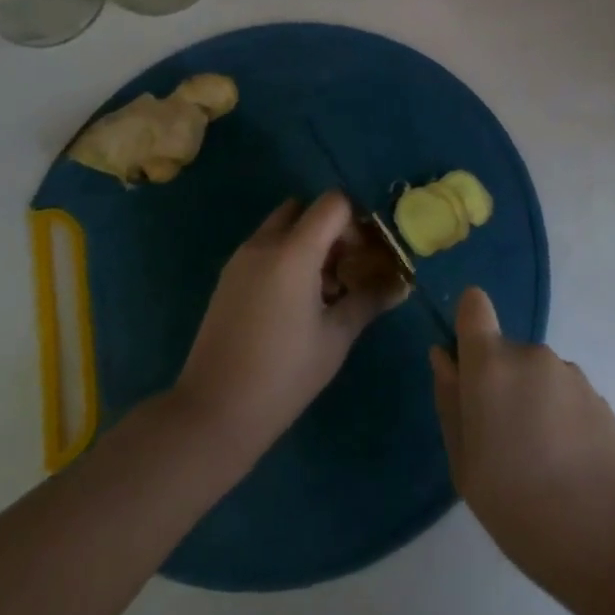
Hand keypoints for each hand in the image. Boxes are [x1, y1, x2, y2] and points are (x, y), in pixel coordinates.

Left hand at [175, 193, 405, 455]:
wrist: (214, 412)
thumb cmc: (284, 373)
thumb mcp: (336, 337)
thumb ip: (369, 300)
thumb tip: (401, 284)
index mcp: (293, 251)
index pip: (333, 203)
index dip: (356, 221)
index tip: (366, 255)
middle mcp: (264, 244)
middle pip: (304, 210)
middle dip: (330, 229)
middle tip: (346, 268)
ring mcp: (240, 260)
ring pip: (282, 228)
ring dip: (307, 243)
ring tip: (324, 291)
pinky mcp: (227, 279)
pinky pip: (264, 249)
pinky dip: (285, 258)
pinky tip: (296, 304)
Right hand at [431, 288, 614, 591]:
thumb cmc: (523, 509)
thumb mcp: (466, 466)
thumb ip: (451, 403)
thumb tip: (444, 358)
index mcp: (491, 366)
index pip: (473, 305)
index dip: (467, 326)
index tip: (466, 370)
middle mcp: (531, 355)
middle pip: (502, 352)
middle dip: (498, 386)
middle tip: (501, 447)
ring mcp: (570, 373)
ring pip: (534, 376)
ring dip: (530, 404)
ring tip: (539, 466)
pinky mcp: (599, 396)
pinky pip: (562, 395)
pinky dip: (558, 419)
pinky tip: (568, 468)